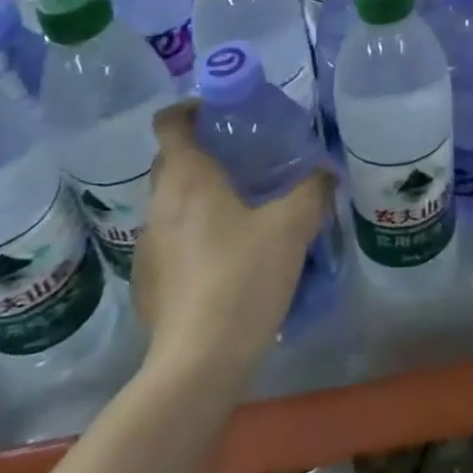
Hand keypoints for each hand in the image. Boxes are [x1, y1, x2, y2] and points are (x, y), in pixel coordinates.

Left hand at [134, 100, 334, 373]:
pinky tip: (223, 258)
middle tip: (241, 158)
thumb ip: (313, 190)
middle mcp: (158, 206)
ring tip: (238, 209)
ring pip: (169, 204)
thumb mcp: (292, 226)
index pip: (169, 123)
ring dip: (196, 196)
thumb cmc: (243, 276)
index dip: (189, 108)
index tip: (218, 111)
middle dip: (200, 152)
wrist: (198, 363)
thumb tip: (327, 171)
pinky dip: (192, 234)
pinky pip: (169, 241)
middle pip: (169, 162)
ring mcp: (146, 247)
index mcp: (187, 179)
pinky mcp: (147, 283)